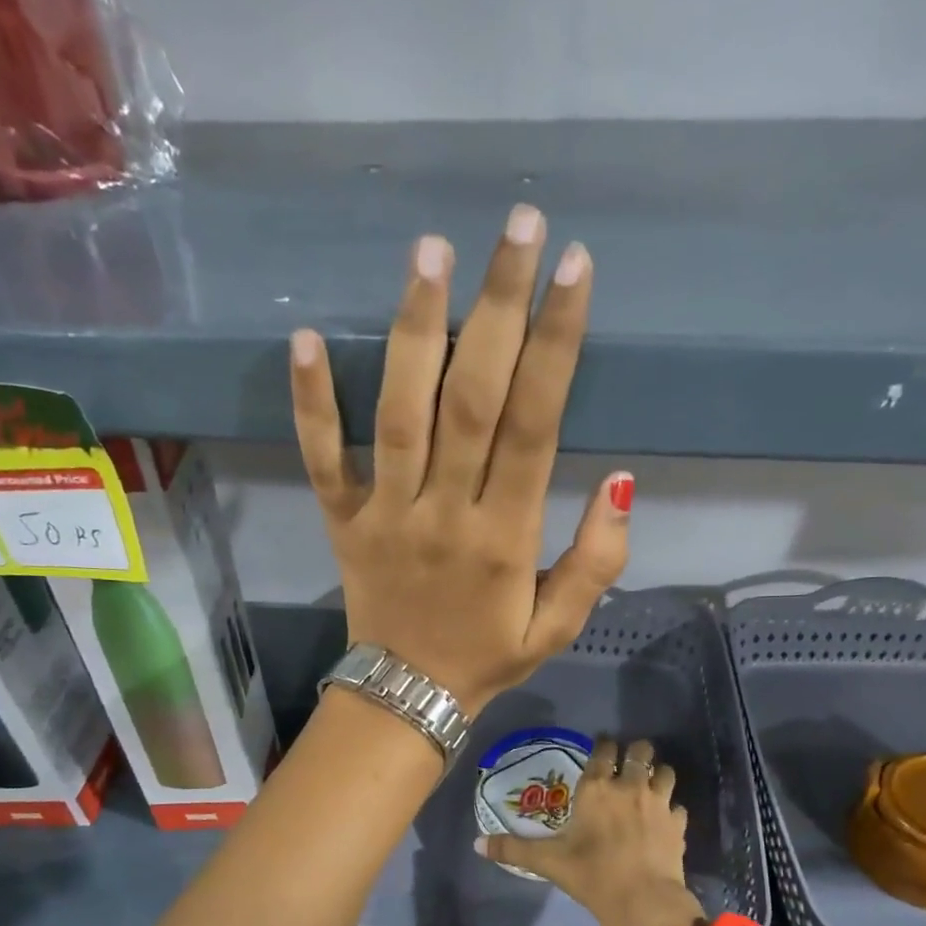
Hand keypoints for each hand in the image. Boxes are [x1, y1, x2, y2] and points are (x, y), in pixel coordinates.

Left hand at [289, 206, 630, 713]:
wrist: (406, 698)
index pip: (534, 424)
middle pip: (472, 398)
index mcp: (503, 537)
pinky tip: (307, 338)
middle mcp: (444, 512)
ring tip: (430, 252)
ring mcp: (386, 513)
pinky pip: (323, 458)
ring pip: (399, 413)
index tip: (574, 269)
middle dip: (498, 307)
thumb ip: (595, 561)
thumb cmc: (487, 658)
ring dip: (414, 330)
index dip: (556, 344)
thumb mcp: (559, 627)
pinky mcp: (342, 521)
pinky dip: (312, 403)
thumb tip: (618, 481)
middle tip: (517, 227)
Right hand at [477, 737, 705, 925]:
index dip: (604, 744)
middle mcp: (629, 786)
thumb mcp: (548, 861)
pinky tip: (666, 818)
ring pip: (666, 772)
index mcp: (596, 788)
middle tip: (630, 760)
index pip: (603, 750)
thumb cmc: (591, 875)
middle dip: (636, 751)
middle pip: (640, 752)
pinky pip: (678, 805)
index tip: (602, 746)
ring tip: (652, 782)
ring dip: (659, 773)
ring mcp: (658, 803)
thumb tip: (477, 844)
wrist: (642, 901)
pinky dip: (672, 808)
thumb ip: (513, 848)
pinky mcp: (678, 823)